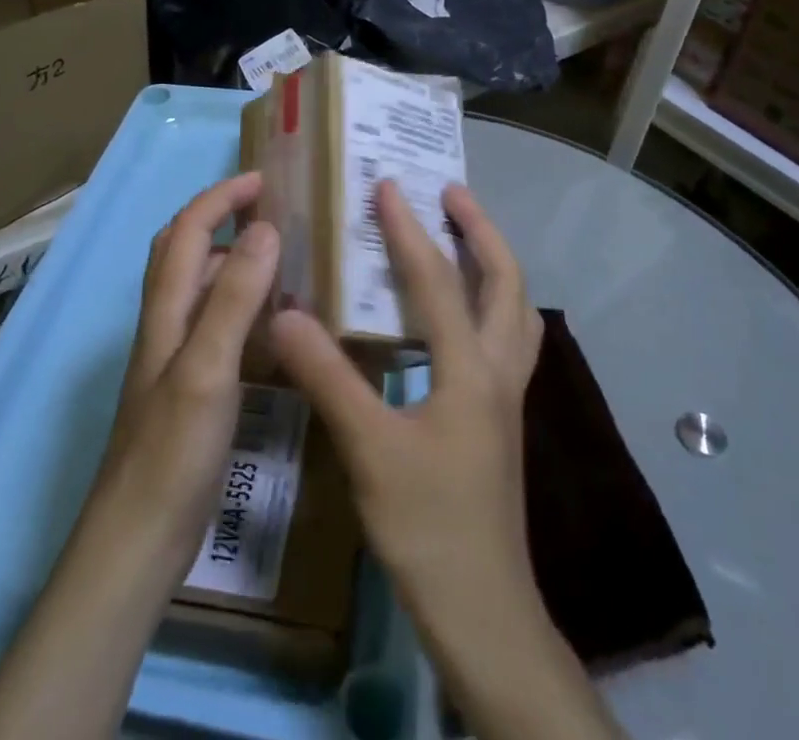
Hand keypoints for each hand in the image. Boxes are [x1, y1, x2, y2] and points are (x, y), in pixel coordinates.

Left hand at [90, 171, 279, 569]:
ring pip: (204, 288)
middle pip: (185, 251)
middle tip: (274, 214)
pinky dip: (245, 309)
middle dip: (222, 219)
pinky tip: (277, 326)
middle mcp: (167, 322)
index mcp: (166, 309)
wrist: (137, 541)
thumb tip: (266, 229)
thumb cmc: (171, 451)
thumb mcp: (208, 368)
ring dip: (236, 262)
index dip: (221, 197)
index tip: (265, 181)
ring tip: (286, 261)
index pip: (188, 229)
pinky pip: (219, 327)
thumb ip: (235, 297)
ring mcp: (177, 357)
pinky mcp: (191, 388)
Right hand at [271, 182, 618, 739]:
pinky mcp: (500, 418)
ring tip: (462, 235)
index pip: (438, 281)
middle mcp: (498, 371)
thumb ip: (328, 376)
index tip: (387, 186)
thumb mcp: (369, 449)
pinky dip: (488, 303)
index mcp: (470, 369)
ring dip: (493, 263)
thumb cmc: (427, 525)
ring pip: (515, 310)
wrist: (482, 611)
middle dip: (480, 230)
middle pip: (505, 282)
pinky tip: (457, 314)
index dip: (409, 230)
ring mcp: (506, 396)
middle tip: (450, 192)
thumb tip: (283, 313)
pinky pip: (503, 337)